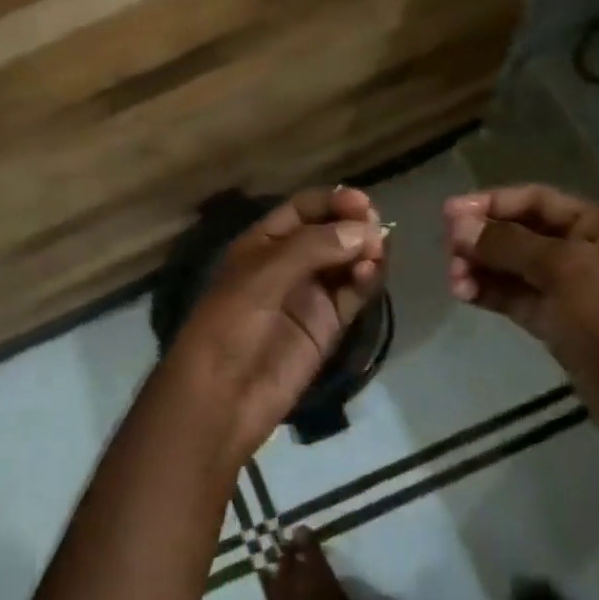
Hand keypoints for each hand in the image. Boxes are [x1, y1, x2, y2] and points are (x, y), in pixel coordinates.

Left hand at [157, 187, 385, 470]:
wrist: (222, 397)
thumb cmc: (230, 325)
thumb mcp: (262, 276)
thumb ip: (313, 247)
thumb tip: (366, 229)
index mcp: (263, 242)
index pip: (304, 209)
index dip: (333, 202)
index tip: (363, 203)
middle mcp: (289, 263)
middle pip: (331, 232)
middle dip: (355, 225)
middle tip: (377, 228)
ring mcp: (310, 294)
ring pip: (348, 262)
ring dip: (366, 252)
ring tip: (376, 252)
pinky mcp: (328, 325)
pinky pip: (353, 293)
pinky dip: (366, 280)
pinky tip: (370, 274)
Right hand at [443, 184, 598, 458]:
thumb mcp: (566, 268)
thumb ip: (509, 244)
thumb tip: (458, 225)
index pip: (538, 201)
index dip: (492, 203)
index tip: (448, 214)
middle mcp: (589, 253)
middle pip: (523, 234)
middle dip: (484, 239)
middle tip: (449, 251)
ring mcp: (574, 292)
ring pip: (516, 269)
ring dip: (482, 268)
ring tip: (454, 280)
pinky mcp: (560, 326)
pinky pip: (518, 299)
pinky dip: (491, 293)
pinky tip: (464, 293)